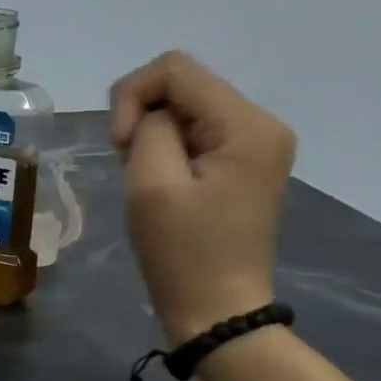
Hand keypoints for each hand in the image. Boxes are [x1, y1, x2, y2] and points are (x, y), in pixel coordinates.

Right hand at [110, 51, 296, 344]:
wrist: (216, 310)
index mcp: (247, 125)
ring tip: (143, 176)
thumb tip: (149, 114)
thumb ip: (147, 128)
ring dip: (151, 133)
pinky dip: (166, 146)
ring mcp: (255, 144)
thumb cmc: (182, 252)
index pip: (175, 69)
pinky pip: (194, 130)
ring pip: (184, 106)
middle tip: (128, 163)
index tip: (120, 145)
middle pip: (182, 84)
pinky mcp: (242, 162)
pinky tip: (160, 179)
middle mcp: (261, 124)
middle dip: (142, 115)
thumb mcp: (152, 183)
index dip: (132, 95)